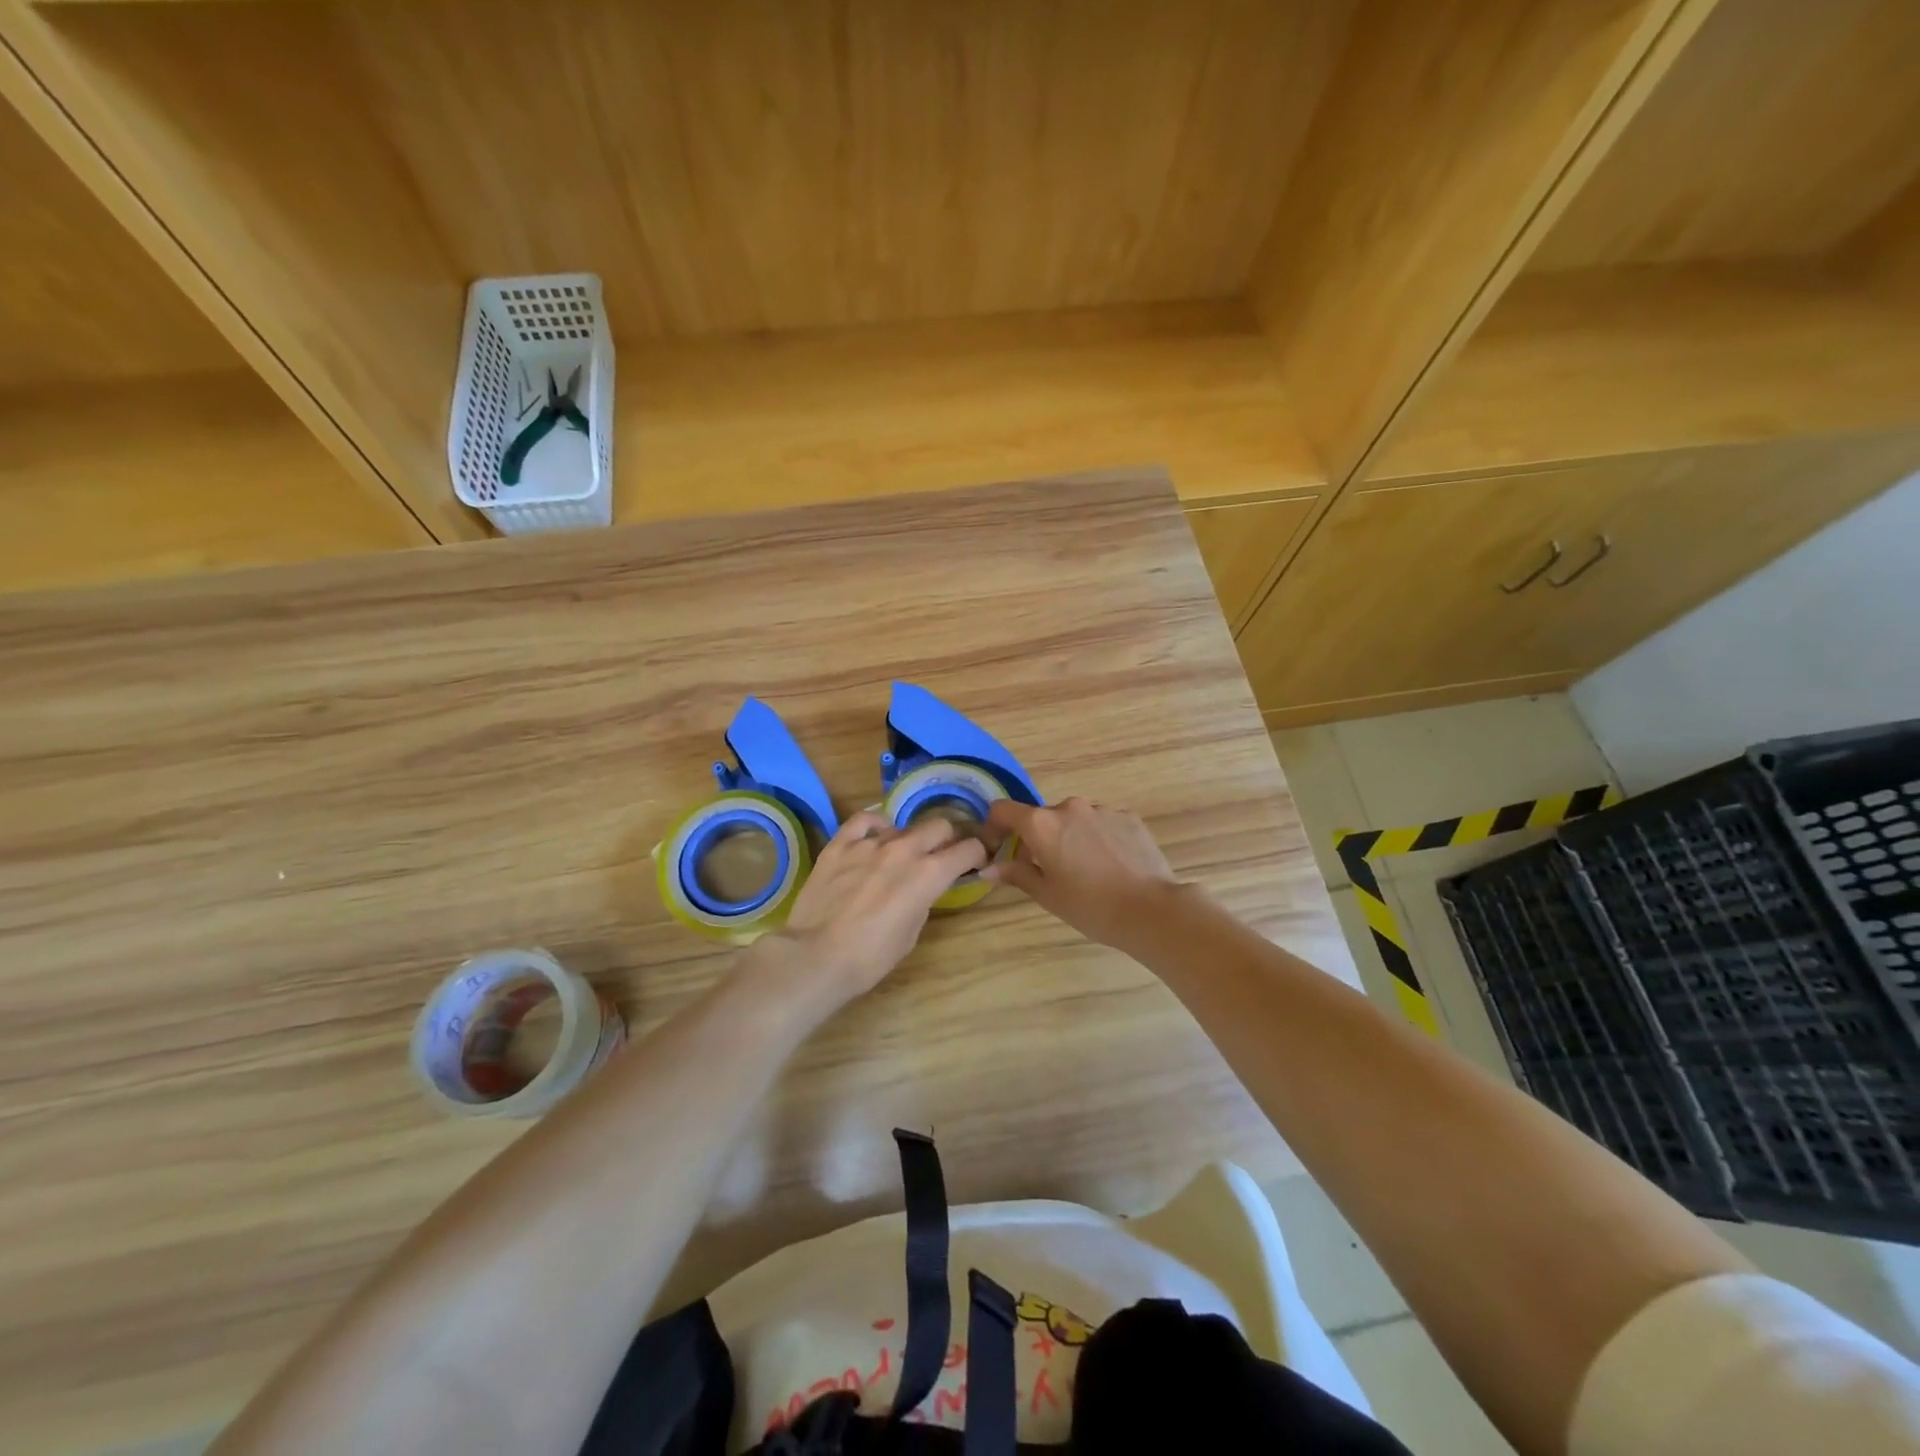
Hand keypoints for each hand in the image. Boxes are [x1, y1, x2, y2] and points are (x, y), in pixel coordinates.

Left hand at [760, 810, 987, 1015]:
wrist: (817, 956)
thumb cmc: (871, 957)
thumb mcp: (911, 933)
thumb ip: (922, 900)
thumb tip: (920, 888)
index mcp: (929, 874)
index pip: (968, 849)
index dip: (976, 855)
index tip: (973, 863)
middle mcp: (904, 849)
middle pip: (939, 826)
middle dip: (946, 840)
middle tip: (939, 856)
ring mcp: (869, 843)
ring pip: (902, 826)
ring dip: (907, 840)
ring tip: (898, 857)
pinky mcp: (840, 844)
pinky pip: (863, 820)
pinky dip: (874, 824)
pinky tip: (875, 833)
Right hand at [983, 798, 1181, 949]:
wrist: (1151, 909)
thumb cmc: (1090, 906)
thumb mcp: (1047, 894)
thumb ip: (1016, 874)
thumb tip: (989, 868)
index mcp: (1042, 824)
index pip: (1004, 810)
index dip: (994, 826)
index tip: (998, 847)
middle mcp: (1069, 807)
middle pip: (1041, 817)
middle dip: (1037, 839)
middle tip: (1045, 870)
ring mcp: (1102, 809)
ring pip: (1074, 820)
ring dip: (1069, 837)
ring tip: (1084, 870)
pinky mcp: (1128, 817)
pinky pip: (1101, 823)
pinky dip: (1096, 838)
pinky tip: (1109, 866)